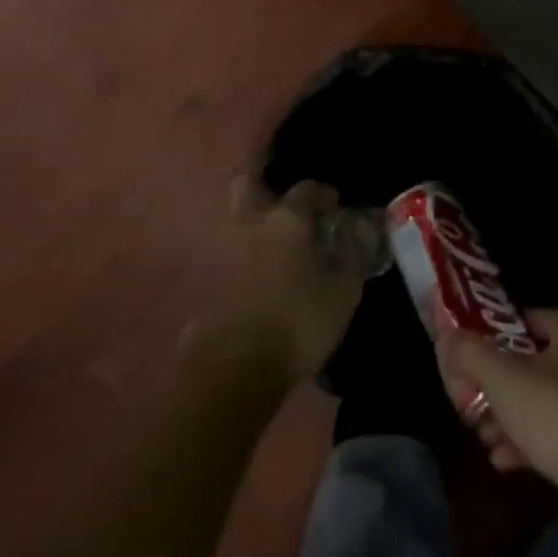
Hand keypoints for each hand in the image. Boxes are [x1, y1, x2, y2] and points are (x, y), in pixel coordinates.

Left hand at [187, 177, 365, 386]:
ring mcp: (223, 252)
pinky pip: (225, 258)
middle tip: (285, 211)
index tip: (333, 203)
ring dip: (250, 227)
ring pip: (233, 222)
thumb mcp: (344, 293)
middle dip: (265, 190)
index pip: (306, 190)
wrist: (237, 369)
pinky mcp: (205, 284)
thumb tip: (352, 241)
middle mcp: (251, 224)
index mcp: (287, 219)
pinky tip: (255, 280)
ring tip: (272, 249)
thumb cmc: (299, 322)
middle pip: (247, 186)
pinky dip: (239, 262)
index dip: (322, 193)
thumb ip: (351, 260)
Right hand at [444, 310, 557, 547]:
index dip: (502, 327)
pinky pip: (551, 436)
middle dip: (498, 383)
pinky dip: (525, 444)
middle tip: (471, 397)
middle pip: (532, 364)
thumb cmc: (552, 413)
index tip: (475, 343)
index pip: (532, 317)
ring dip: (507, 417)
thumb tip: (446, 336)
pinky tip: (501, 461)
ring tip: (482, 435)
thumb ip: (470, 353)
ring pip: (538, 403)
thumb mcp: (502, 378)